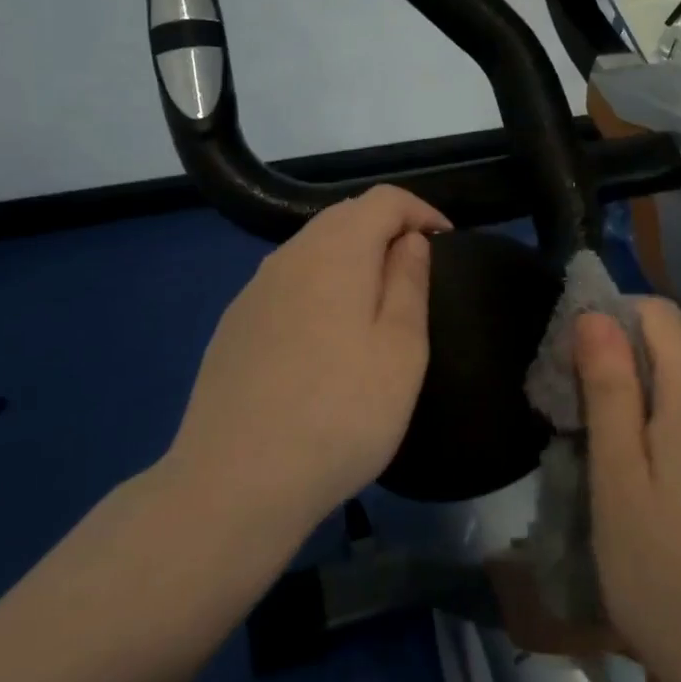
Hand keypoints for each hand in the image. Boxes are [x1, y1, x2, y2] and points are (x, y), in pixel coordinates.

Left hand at [166, 185, 449, 545]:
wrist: (235, 482)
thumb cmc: (341, 413)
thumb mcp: (401, 350)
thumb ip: (409, 282)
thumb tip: (409, 239)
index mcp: (335, 251)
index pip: (383, 199)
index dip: (420, 210)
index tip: (446, 242)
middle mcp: (289, 256)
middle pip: (344, 217)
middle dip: (386, 230)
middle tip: (415, 270)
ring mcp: (254, 290)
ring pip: (312, 249)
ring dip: (351, 258)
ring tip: (375, 302)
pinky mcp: (234, 325)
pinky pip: (287, 283)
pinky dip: (318, 287)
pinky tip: (324, 336)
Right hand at [577, 299, 680, 681]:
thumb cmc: (665, 576)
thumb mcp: (617, 479)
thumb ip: (610, 388)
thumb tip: (596, 314)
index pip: (659, 315)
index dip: (613, 320)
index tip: (577, 364)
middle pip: (677, 357)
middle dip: (627, 373)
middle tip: (586, 432)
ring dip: (653, 411)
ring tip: (620, 473)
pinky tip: (667, 500)